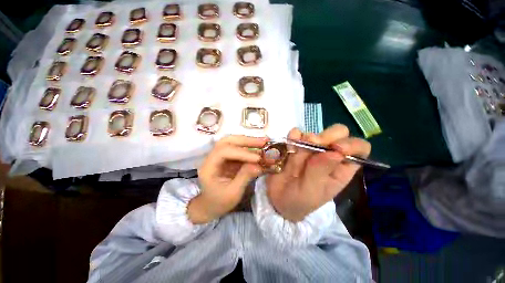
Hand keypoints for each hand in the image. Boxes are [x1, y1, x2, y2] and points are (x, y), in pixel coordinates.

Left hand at [188, 135, 267, 223]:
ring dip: (249, 142)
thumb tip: (259, 165)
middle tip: (263, 142)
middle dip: (246, 141)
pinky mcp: (228, 159)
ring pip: (233, 142)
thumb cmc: (219, 202)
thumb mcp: (233, 193)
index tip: (257, 158)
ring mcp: (220, 157)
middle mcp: (212, 157)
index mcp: (209, 167)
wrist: (211, 206)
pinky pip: (239, 150)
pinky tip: (260, 150)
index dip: (241, 153)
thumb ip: (244, 177)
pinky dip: (250, 149)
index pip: (224, 152)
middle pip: (228, 141)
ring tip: (264, 142)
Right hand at [266, 124, 370, 221]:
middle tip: (312, 145)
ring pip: (315, 132)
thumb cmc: (299, 200)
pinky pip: (296, 133)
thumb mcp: (311, 191)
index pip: (359, 148)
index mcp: (341, 169)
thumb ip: (321, 171)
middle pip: (338, 133)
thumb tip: (336, 152)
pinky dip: (292, 137)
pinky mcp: (295, 144)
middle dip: (326, 138)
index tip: (336, 149)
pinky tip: (288, 146)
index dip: (351, 144)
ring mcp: (311, 148)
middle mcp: (328, 154)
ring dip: (304, 140)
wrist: (277, 198)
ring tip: (294, 154)